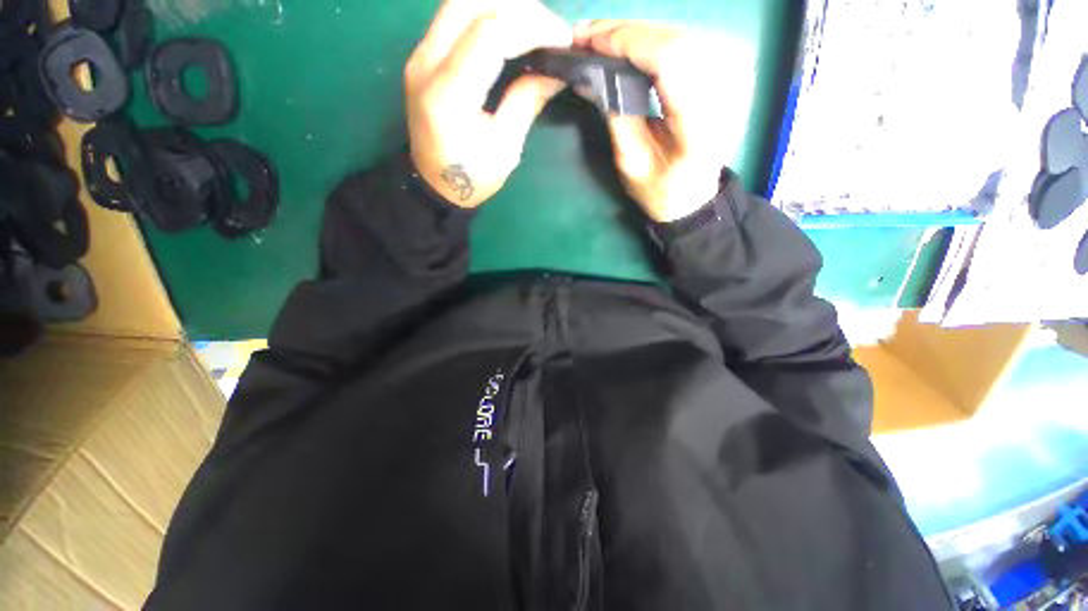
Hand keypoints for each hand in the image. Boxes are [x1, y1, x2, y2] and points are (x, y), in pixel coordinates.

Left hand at [406, 0, 572, 207]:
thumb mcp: (506, 148)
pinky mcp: (424, 55)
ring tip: (535, 28)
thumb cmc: (471, 177)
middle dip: (520, 8)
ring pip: (461, 1)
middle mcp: (426, 63)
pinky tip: (511, 32)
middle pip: (471, 2)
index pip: (490, 33)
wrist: (434, 184)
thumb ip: (527, 103)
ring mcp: (420, 54)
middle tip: (550, 29)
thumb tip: (556, 71)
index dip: (532, 26)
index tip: (563, 40)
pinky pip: (456, 17)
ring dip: (504, 6)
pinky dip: (489, 14)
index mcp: (448, 94)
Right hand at [574, 23, 733, 221]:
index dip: (628, 43)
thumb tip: (591, 76)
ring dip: (638, 33)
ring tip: (602, 38)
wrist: (694, 196)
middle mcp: (727, 90)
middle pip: (676, 39)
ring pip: (681, 33)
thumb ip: (616, 116)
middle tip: (587, 35)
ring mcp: (734, 75)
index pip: (670, 59)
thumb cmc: (661, 190)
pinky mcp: (730, 68)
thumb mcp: (631, 163)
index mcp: (702, 124)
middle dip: (626, 33)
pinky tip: (631, 43)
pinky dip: (655, 38)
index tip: (590, 41)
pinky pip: (688, 39)